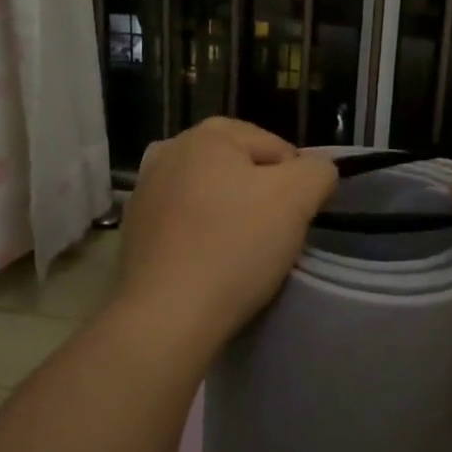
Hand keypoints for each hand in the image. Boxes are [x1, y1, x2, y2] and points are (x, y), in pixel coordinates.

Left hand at [112, 118, 337, 362]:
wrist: (166, 316)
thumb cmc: (235, 247)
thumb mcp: (296, 199)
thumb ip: (317, 171)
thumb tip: (316, 170)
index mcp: (207, 135)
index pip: (276, 147)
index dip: (296, 182)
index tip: (295, 220)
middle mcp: (169, 150)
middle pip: (239, 168)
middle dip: (261, 195)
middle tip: (273, 236)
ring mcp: (145, 190)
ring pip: (211, 194)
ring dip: (230, 214)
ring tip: (241, 252)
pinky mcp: (134, 229)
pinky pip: (184, 222)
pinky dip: (201, 235)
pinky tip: (209, 264)